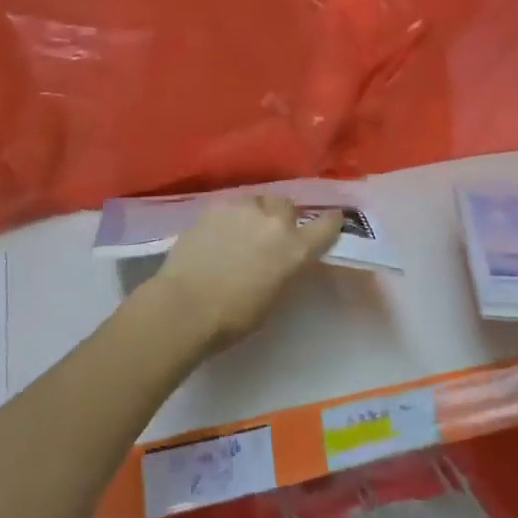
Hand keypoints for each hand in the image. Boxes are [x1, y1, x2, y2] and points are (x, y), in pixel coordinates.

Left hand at [150, 196, 343, 353]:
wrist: (186, 305)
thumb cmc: (234, 317)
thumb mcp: (275, 295)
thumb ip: (286, 268)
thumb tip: (285, 258)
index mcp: (296, 248)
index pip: (327, 225)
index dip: (330, 222)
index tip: (330, 221)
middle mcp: (275, 221)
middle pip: (287, 206)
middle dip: (282, 218)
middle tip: (269, 236)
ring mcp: (244, 208)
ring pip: (258, 201)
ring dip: (255, 213)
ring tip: (240, 231)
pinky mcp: (216, 205)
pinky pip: (232, 204)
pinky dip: (230, 216)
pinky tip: (218, 232)